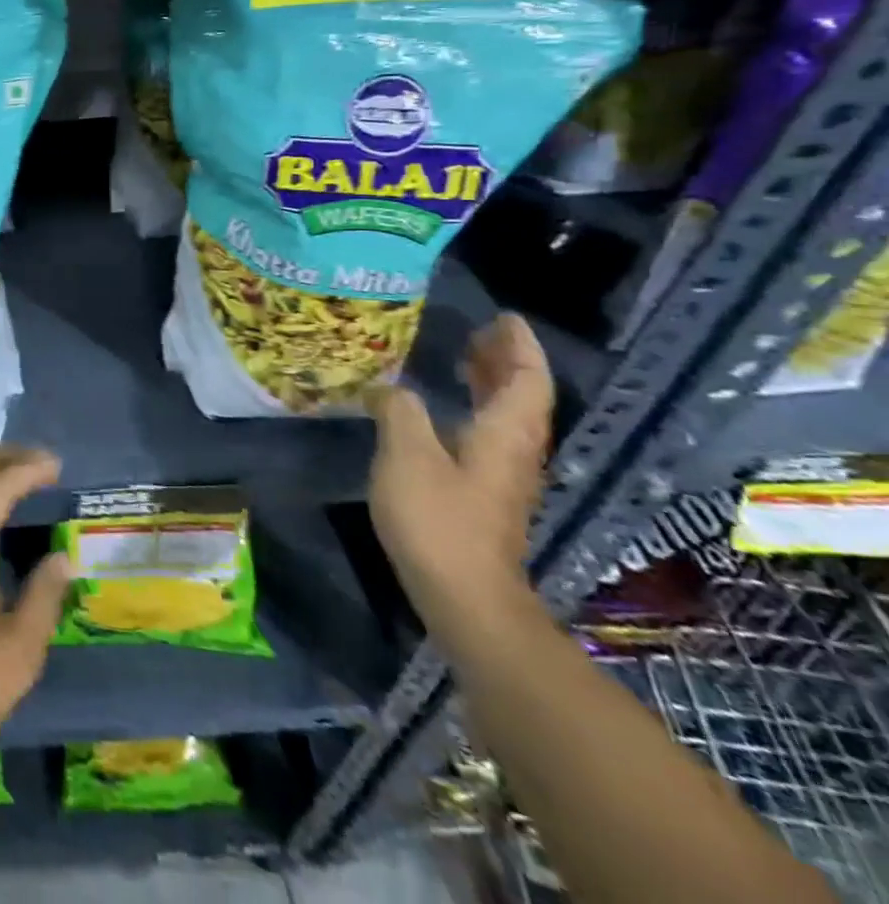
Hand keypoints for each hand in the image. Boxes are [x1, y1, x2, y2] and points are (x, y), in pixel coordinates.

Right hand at [366, 313, 552, 637]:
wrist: (464, 597)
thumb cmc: (439, 520)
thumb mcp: (407, 455)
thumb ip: (399, 412)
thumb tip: (389, 389)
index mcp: (504, 434)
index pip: (526, 380)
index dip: (518, 347)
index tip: (504, 318)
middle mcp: (514, 451)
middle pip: (521, 397)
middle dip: (505, 361)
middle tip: (479, 331)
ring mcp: (502, 477)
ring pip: (506, 418)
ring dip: (491, 384)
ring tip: (463, 359)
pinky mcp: (485, 497)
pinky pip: (488, 435)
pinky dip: (474, 409)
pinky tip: (443, 411)